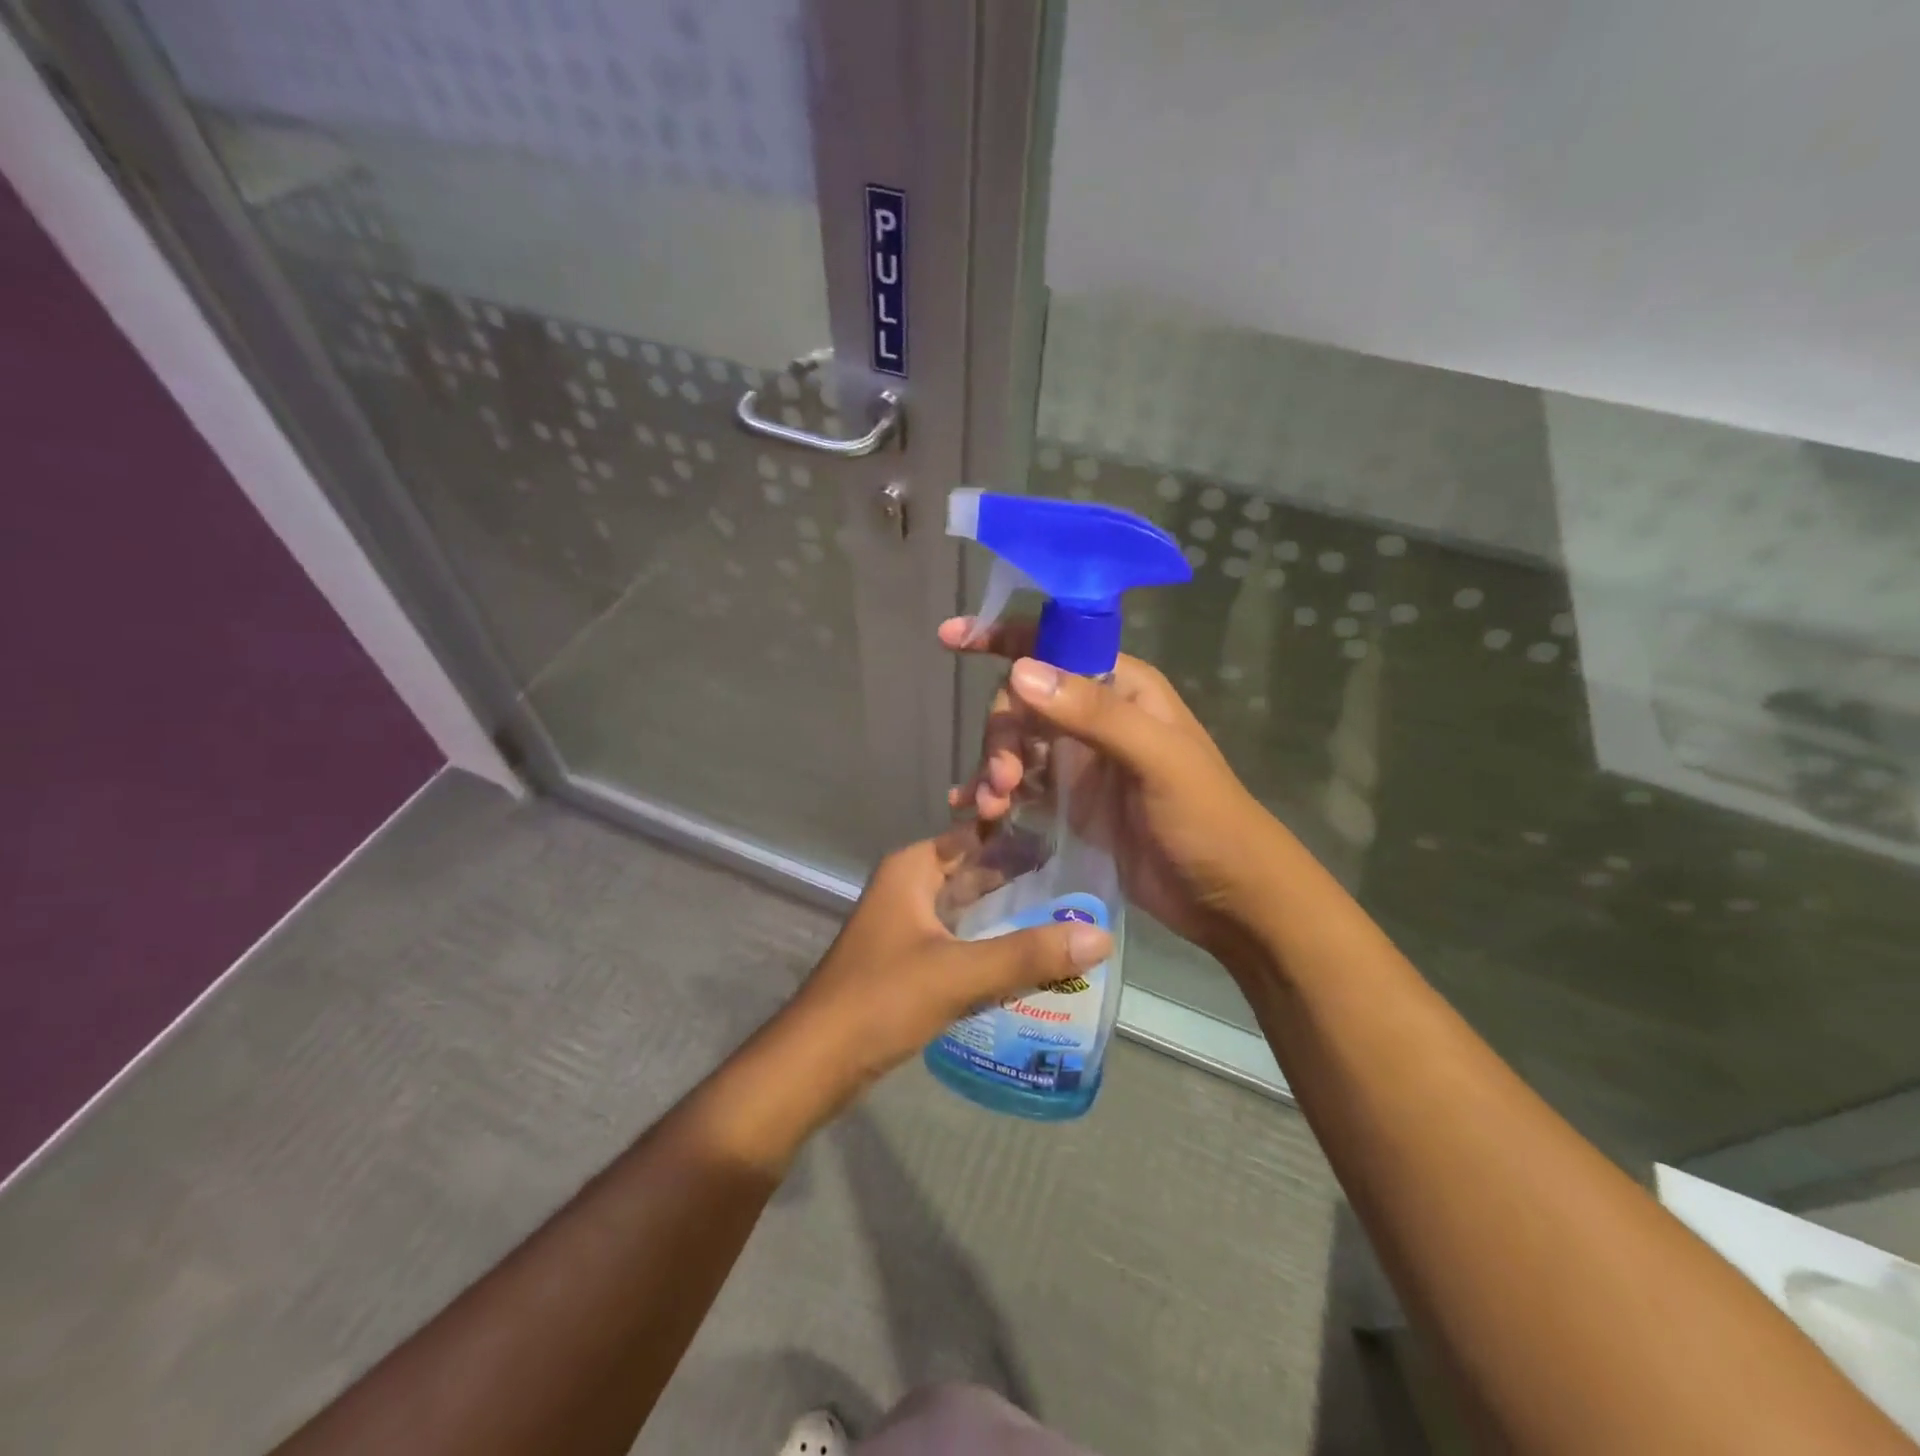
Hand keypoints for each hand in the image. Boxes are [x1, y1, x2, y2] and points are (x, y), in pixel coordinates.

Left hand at [786, 825, 1112, 1092]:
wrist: (816, 1062)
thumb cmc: (881, 999)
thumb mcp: (959, 973)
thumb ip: (1028, 954)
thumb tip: (1102, 936)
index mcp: (913, 870)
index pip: (975, 835)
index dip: (1020, 834)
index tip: (1072, 838)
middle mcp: (909, 888)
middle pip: (975, 871)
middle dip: (1023, 878)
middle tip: (1083, 883)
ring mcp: (907, 926)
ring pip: (969, 908)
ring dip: (1010, 913)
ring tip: (1069, 917)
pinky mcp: (910, 962)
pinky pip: (961, 940)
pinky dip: (992, 943)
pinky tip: (1030, 959)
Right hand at [940, 616, 1288, 959]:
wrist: (1226, 897)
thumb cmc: (1206, 819)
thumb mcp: (1157, 759)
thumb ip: (1093, 714)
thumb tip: (1019, 671)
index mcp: (1122, 688)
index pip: (1056, 645)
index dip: (1004, 637)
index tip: (950, 639)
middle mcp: (1096, 716)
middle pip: (1024, 701)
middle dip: (1001, 734)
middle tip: (1000, 780)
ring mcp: (1080, 761)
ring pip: (1016, 745)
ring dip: (993, 769)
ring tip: (989, 807)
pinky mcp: (1069, 803)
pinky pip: (1020, 785)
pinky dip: (995, 793)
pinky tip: (977, 814)